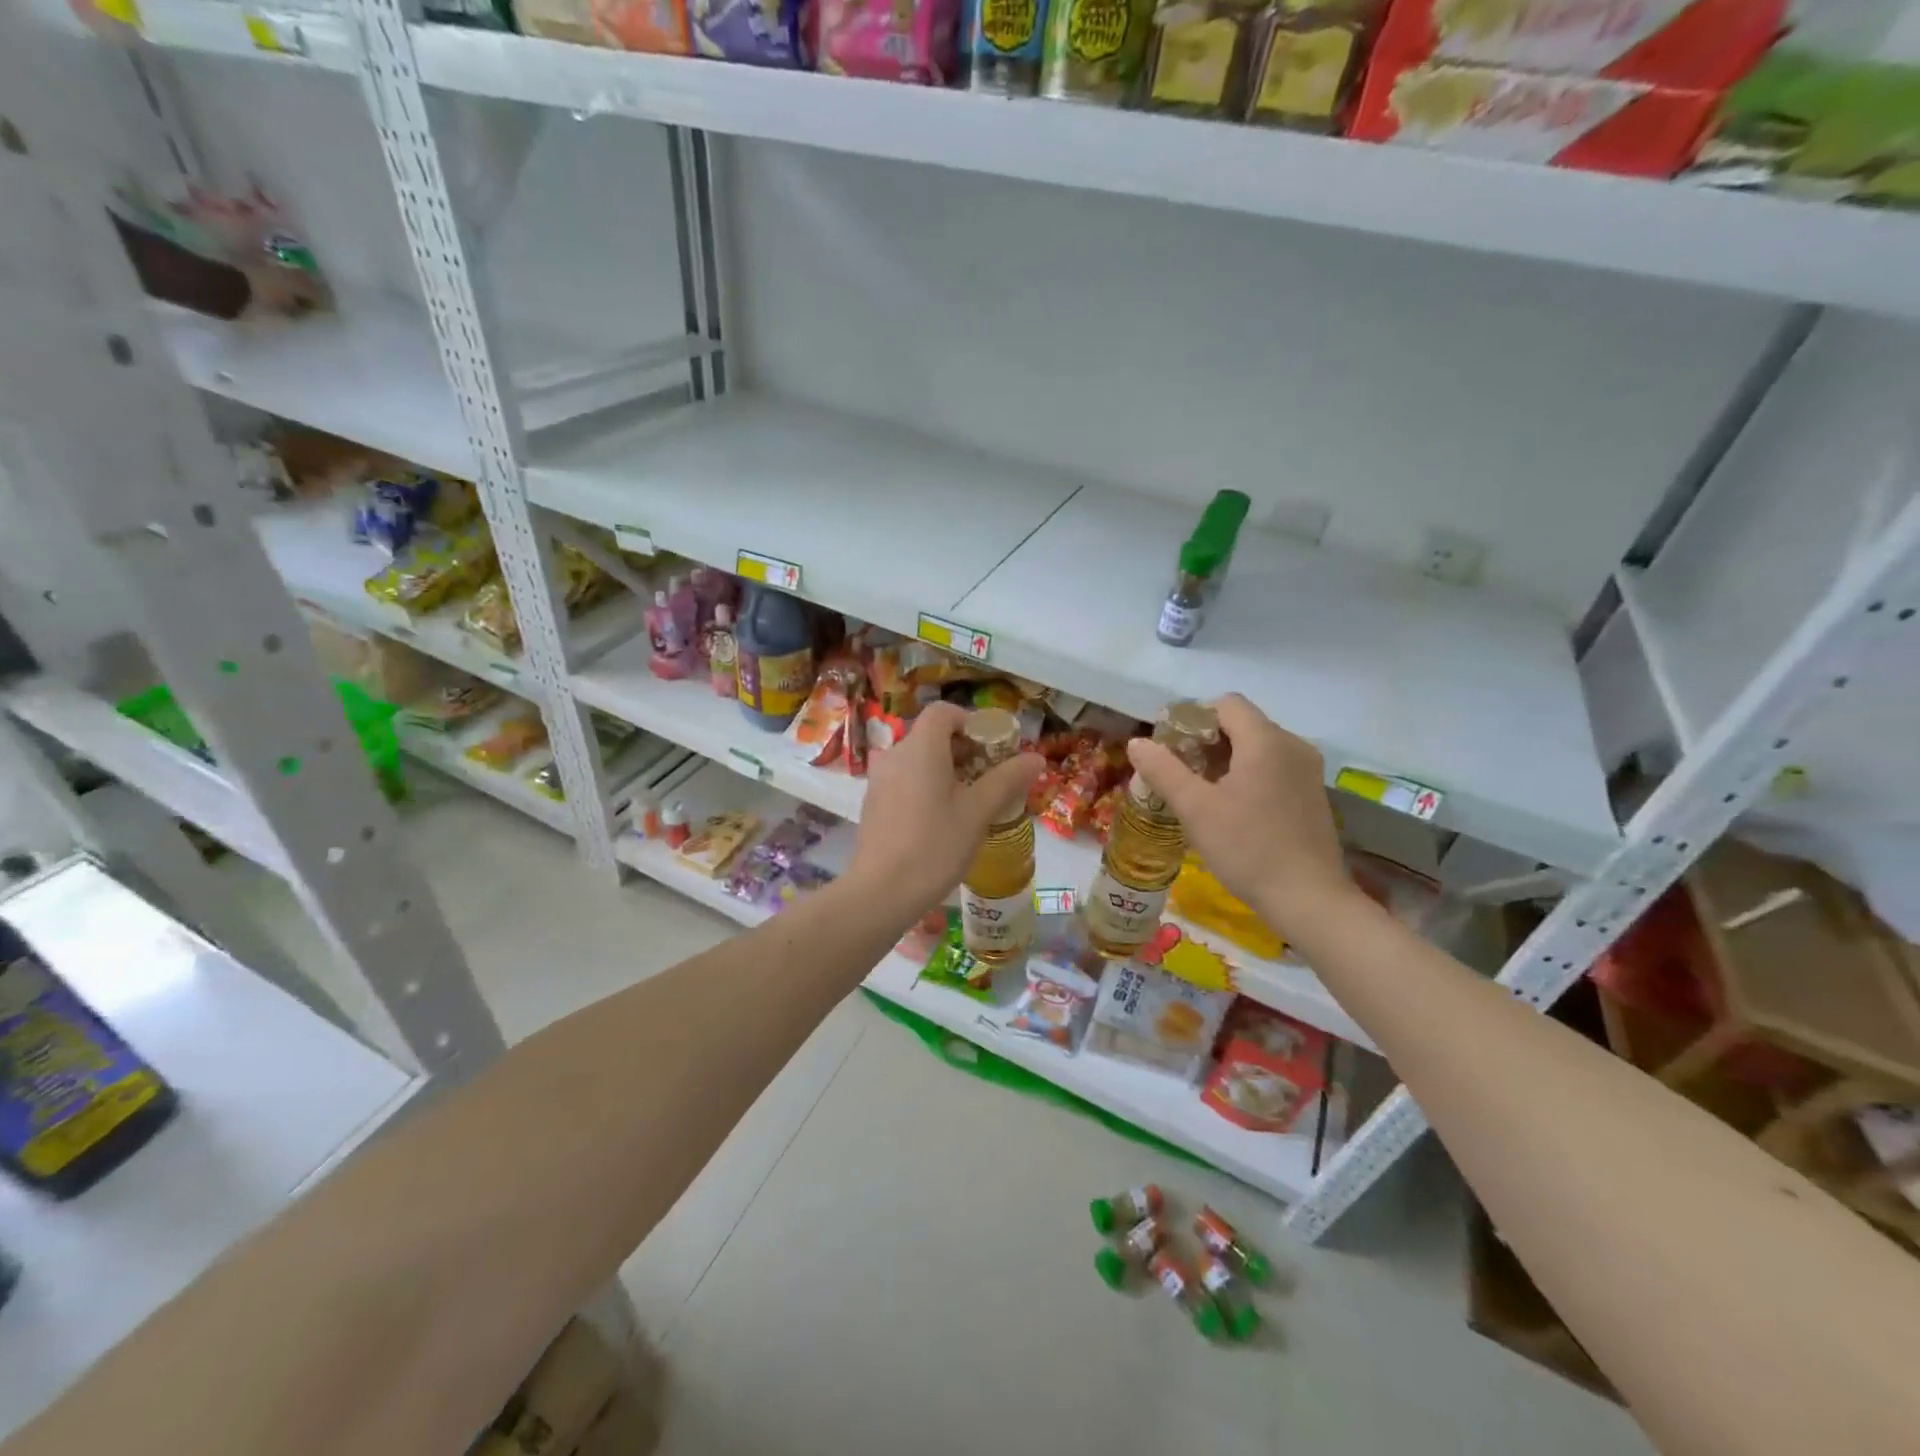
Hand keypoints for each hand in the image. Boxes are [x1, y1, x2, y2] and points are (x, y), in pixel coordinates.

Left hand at [848, 702, 1043, 920]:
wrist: (881, 892)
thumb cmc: (935, 846)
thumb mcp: (978, 813)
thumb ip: (1007, 780)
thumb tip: (1036, 757)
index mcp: (920, 748)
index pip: (943, 712)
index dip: (970, 721)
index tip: (992, 747)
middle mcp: (895, 754)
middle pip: (931, 735)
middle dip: (963, 749)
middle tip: (990, 777)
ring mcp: (879, 779)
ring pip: (917, 759)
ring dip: (945, 770)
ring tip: (970, 801)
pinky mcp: (873, 803)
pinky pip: (904, 780)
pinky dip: (925, 786)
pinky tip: (941, 820)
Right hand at [1125, 694, 1353, 937]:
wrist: (1309, 899)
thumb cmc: (1248, 849)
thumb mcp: (1195, 809)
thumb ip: (1163, 770)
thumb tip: (1137, 742)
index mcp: (1266, 741)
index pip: (1225, 704)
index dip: (1193, 718)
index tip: (1170, 747)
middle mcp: (1292, 745)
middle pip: (1241, 724)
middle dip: (1205, 741)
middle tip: (1177, 772)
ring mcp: (1307, 770)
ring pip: (1257, 746)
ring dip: (1225, 759)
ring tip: (1199, 792)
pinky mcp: (1312, 794)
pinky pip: (1273, 767)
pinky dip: (1247, 774)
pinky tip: (1230, 808)